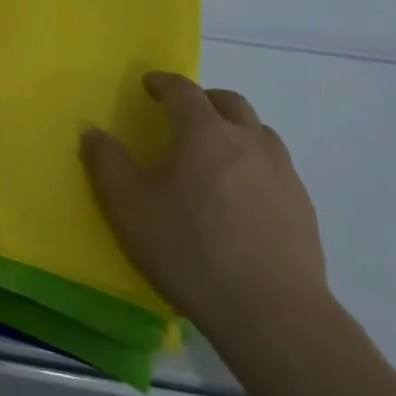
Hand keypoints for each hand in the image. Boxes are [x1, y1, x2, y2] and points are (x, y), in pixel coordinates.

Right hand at [81, 75, 328, 345]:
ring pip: (258, 132)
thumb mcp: (129, 208)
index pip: (184, 90)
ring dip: (234, 130)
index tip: (149, 85)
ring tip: (215, 154)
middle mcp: (247, 140)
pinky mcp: (302, 205)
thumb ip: (107, 163)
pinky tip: (243, 197)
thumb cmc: (190, 252)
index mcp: (204, 132)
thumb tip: (93, 131)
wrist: (272, 313)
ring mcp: (282, 172)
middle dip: (203, 100)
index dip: (164, 82)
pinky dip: (254, 164)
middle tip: (183, 115)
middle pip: (229, 102)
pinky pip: (275, 167)